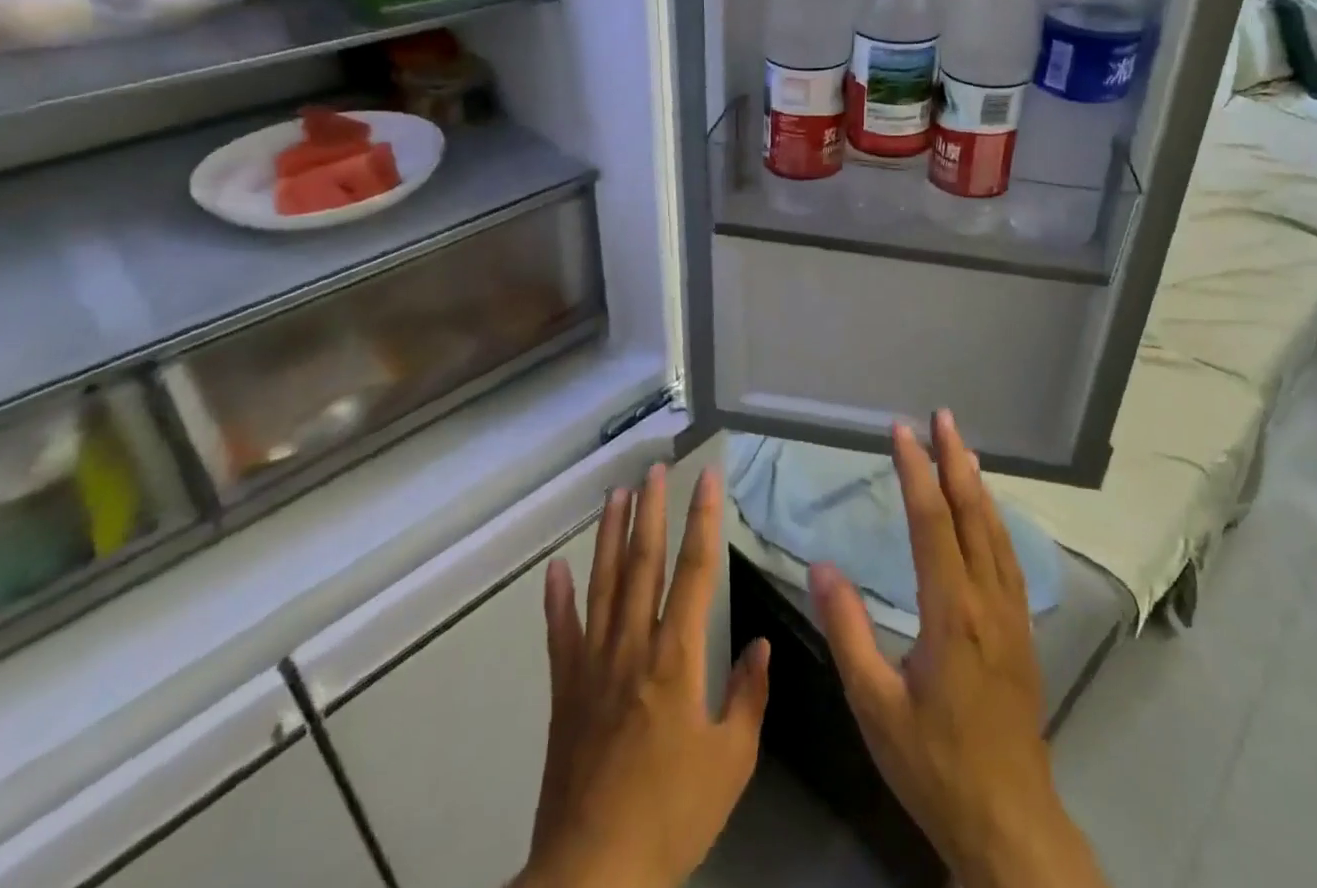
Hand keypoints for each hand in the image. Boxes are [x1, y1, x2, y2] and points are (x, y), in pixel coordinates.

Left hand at [518, 464, 769, 887]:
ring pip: (603, 584)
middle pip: (644, 563)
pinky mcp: (564, 691)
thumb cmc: (671, 816)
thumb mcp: (731, 763)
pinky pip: (560, 635)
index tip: (707, 477)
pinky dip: (556, 600)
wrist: (592, 875)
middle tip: (654, 468)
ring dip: (610, 536)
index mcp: (677, 657)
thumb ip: (748, 697)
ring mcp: (594, 665)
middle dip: (651, 510)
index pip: (696, 570)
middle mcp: (634, 645)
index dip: (704, 519)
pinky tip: (555, 569)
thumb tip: (761, 646)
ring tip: (615, 495)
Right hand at [809, 412, 1107, 887]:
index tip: (901, 432)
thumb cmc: (934, 763)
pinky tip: (986, 513)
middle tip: (943, 417)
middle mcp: (987, 599)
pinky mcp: (1023, 630)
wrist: (1009, 821)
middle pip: (972, 513)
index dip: (916, 472)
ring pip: (996, 531)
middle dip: (955, 460)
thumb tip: (821, 565)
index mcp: (951, 611)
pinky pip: (1008, 556)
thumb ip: (848, 631)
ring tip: (962, 449)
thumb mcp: (875, 705)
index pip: (932, 522)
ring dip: (977, 484)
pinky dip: (994, 519)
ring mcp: (1012, 613)